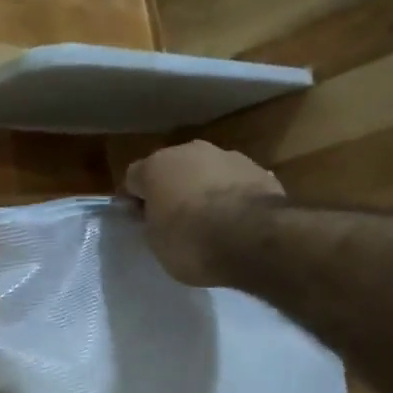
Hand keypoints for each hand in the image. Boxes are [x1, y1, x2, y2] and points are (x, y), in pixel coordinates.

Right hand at [123, 141, 283, 286]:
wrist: (254, 238)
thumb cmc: (191, 240)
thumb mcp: (156, 241)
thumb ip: (152, 221)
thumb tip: (157, 214)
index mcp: (156, 166)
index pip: (133, 178)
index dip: (134, 199)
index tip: (140, 220)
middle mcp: (189, 151)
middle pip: (172, 168)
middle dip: (171, 188)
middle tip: (175, 218)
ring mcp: (227, 156)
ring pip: (206, 171)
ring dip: (204, 189)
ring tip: (212, 220)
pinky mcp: (259, 170)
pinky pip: (235, 183)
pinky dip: (232, 196)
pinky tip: (238, 220)